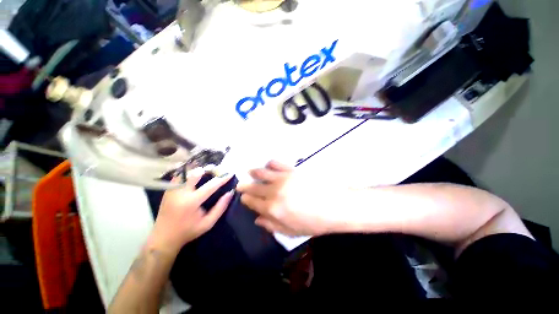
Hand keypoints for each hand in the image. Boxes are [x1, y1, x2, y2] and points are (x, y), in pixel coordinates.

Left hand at [150, 169, 233, 253]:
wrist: (163, 237)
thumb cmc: (188, 231)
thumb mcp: (208, 223)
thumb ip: (221, 207)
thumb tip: (230, 193)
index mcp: (191, 202)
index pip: (211, 185)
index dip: (222, 178)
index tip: (231, 173)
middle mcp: (180, 192)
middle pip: (196, 173)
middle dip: (209, 170)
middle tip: (218, 171)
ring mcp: (172, 190)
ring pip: (187, 172)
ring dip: (199, 170)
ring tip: (208, 172)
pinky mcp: (168, 189)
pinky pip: (180, 175)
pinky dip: (189, 173)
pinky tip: (196, 176)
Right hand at [236, 160, 341, 236]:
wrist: (335, 205)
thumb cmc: (314, 222)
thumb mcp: (292, 231)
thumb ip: (272, 226)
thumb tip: (257, 219)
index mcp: (273, 209)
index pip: (253, 202)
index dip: (246, 199)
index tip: (243, 196)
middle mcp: (274, 192)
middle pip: (254, 187)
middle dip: (245, 186)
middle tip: (241, 184)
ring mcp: (283, 178)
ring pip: (262, 173)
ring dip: (254, 172)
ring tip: (250, 171)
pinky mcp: (292, 170)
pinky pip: (276, 163)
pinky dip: (270, 163)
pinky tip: (269, 164)